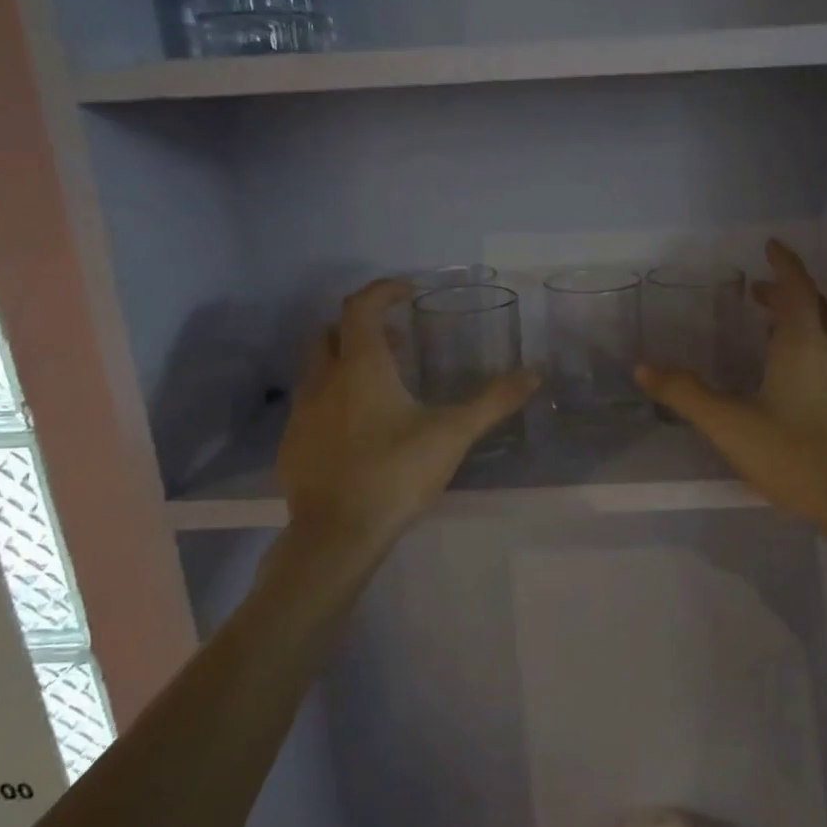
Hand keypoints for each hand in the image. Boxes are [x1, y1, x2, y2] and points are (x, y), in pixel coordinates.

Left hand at [278, 278, 538, 547]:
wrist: (336, 536)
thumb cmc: (396, 474)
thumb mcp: (453, 434)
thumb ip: (494, 401)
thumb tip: (535, 373)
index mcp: (361, 367)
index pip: (361, 306)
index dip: (383, 290)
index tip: (408, 292)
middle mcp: (323, 380)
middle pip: (332, 331)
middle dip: (362, 326)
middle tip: (398, 340)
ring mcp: (301, 413)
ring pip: (318, 368)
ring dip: (346, 362)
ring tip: (383, 384)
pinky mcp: (292, 444)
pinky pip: (310, 405)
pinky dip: (334, 399)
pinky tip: (358, 429)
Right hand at [636, 241, 826, 547]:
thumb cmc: (795, 456)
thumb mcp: (730, 425)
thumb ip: (686, 394)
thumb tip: (643, 367)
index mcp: (803, 344)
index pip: (796, 288)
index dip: (783, 264)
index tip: (771, 245)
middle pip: (814, 306)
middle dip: (786, 292)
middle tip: (757, 291)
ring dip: (800, 318)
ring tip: (772, 326)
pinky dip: (812, 344)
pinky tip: (797, 372)